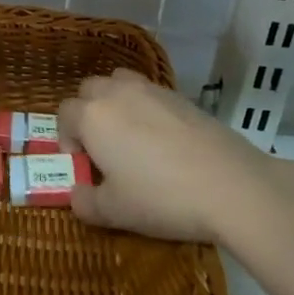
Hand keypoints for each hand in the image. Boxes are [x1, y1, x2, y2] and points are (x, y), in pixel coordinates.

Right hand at [56, 68, 282, 243]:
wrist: (230, 185)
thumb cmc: (161, 197)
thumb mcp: (115, 212)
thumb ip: (86, 202)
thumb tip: (76, 195)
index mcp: (92, 116)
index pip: (64, 114)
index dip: (66, 138)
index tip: (82, 164)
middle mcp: (116, 92)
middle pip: (89, 90)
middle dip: (88, 113)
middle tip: (102, 147)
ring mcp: (151, 90)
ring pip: (120, 82)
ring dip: (115, 102)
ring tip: (130, 135)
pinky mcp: (181, 95)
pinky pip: (150, 92)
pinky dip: (146, 107)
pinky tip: (163, 139)